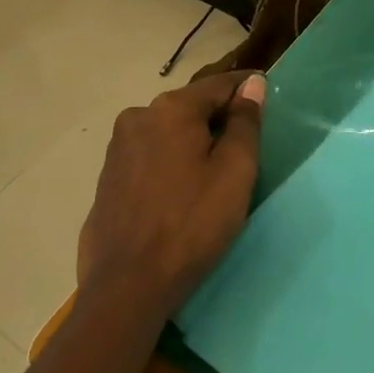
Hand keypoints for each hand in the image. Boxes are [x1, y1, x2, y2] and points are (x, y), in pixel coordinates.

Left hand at [77, 70, 265, 318]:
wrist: (126, 288)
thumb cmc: (191, 225)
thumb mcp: (234, 172)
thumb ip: (245, 122)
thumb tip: (252, 84)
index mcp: (172, 108)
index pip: (219, 85)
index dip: (245, 89)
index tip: (266, 96)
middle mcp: (139, 115)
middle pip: (191, 106)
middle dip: (218, 118)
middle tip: (244, 144)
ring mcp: (118, 147)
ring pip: (168, 130)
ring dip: (191, 141)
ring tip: (213, 171)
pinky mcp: (107, 177)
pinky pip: (149, 155)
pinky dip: (169, 161)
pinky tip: (180, 189)